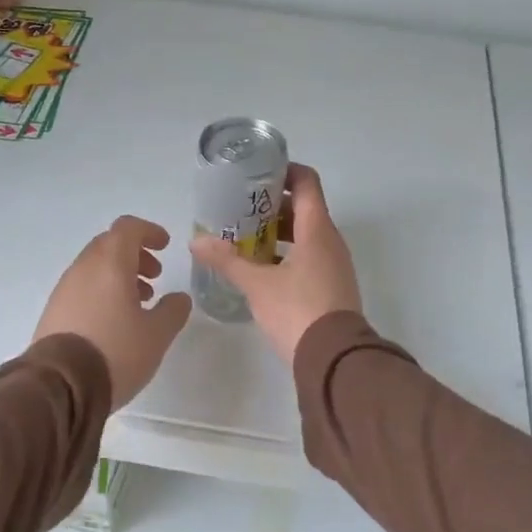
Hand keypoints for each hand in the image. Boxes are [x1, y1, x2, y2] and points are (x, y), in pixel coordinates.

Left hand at [34, 215, 191, 409]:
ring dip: (119, 276)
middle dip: (135, 255)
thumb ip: (173, 310)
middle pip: (109, 245)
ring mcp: (64, 290)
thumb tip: (179, 297)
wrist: (59, 386)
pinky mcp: (53, 312)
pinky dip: (102, 292)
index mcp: (110, 264)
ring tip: (139, 304)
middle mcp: (83, 269)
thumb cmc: (116, 352)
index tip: (165, 246)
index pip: (128, 228)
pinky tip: (115, 322)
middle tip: (155, 277)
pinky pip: (82, 289)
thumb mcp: (157, 334)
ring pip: (95, 268)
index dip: (149, 232)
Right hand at [190, 163, 361, 364]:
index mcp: (317, 230)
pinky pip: (310, 257)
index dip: (285, 171)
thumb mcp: (257, 285)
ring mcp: (335, 265)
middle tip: (241, 210)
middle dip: (273, 206)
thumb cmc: (297, 311)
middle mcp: (331, 241)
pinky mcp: (333, 286)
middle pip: (305, 209)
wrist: (334, 359)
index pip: (307, 183)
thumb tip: (196, 241)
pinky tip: (262, 269)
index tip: (258, 174)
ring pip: (307, 235)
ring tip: (245, 239)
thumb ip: (227, 260)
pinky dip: (288, 254)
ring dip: (279, 232)